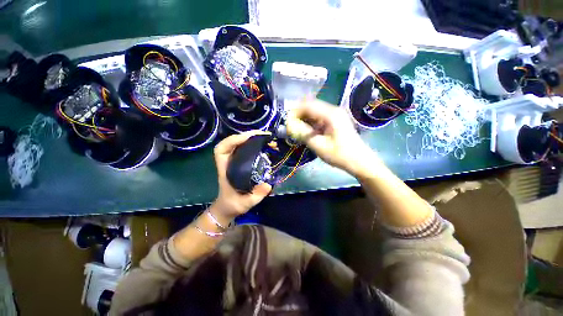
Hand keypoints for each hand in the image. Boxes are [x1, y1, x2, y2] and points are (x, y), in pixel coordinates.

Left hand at [212, 131, 271, 221]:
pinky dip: (254, 145)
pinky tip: (263, 145)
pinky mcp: (241, 163)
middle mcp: (228, 162)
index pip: (221, 150)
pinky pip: (245, 150)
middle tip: (263, 135)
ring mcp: (234, 162)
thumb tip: (268, 184)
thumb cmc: (233, 205)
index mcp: (225, 169)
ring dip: (251, 139)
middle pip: (232, 142)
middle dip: (246, 136)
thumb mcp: (245, 203)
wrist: (228, 207)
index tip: (247, 139)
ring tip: (266, 138)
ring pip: (239, 144)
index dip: (232, 141)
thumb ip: (256, 195)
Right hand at [286, 99, 378, 176]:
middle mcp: (333, 110)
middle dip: (298, 116)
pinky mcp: (335, 121)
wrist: (360, 161)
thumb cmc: (340, 154)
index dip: (294, 112)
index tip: (287, 123)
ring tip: (297, 131)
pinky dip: (311, 124)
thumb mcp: (318, 145)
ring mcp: (335, 115)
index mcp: (330, 114)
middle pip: (311, 107)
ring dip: (304, 120)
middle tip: (291, 128)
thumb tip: (288, 125)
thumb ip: (303, 133)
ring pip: (314, 112)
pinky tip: (307, 132)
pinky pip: (319, 118)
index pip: (307, 105)